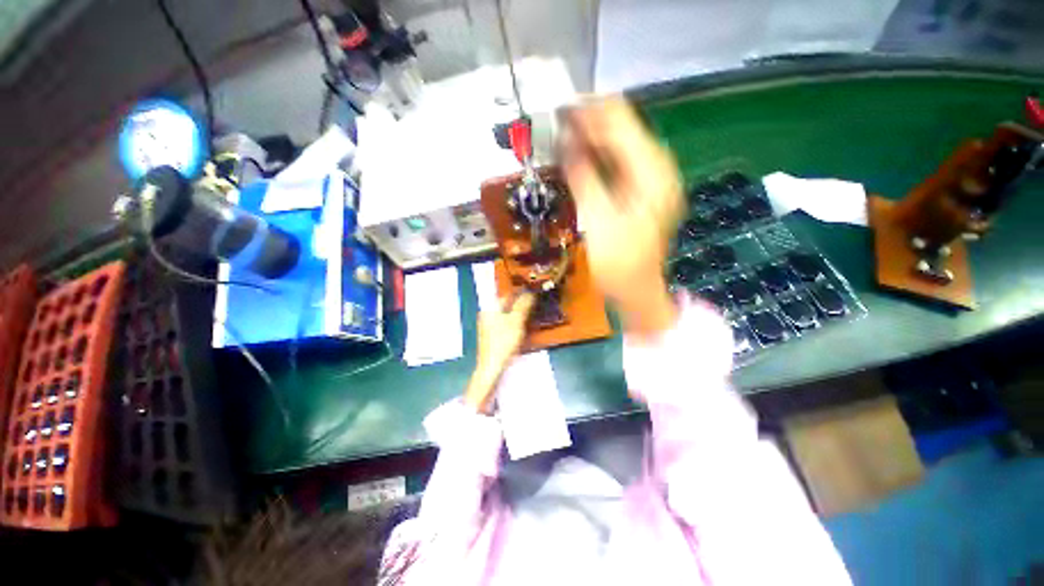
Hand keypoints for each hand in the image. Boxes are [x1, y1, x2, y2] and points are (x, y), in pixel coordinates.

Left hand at [464, 293, 535, 412]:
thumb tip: (530, 292)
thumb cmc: (503, 342)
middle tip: (534, 303)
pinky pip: (505, 323)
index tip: (532, 291)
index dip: (520, 291)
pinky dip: (514, 322)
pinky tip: (521, 326)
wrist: (492, 366)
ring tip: (530, 313)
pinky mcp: (492, 335)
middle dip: (519, 302)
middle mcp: (487, 314)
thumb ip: (523, 305)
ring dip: (518, 312)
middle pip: (506, 304)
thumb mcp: (516, 321)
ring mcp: (488, 325)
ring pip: (506, 314)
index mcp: (490, 308)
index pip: (506, 294)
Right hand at [561, 97, 682, 338]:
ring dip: (591, 139)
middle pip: (622, 131)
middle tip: (557, 121)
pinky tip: (578, 155)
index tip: (561, 108)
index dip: (591, 114)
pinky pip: (617, 163)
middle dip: (590, 124)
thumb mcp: (598, 219)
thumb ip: (583, 175)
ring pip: (619, 145)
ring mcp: (650, 181)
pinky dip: (597, 157)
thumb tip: (566, 140)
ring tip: (562, 134)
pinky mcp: (639, 191)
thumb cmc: (619, 262)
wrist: (635, 290)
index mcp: (653, 174)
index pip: (621, 126)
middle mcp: (657, 170)